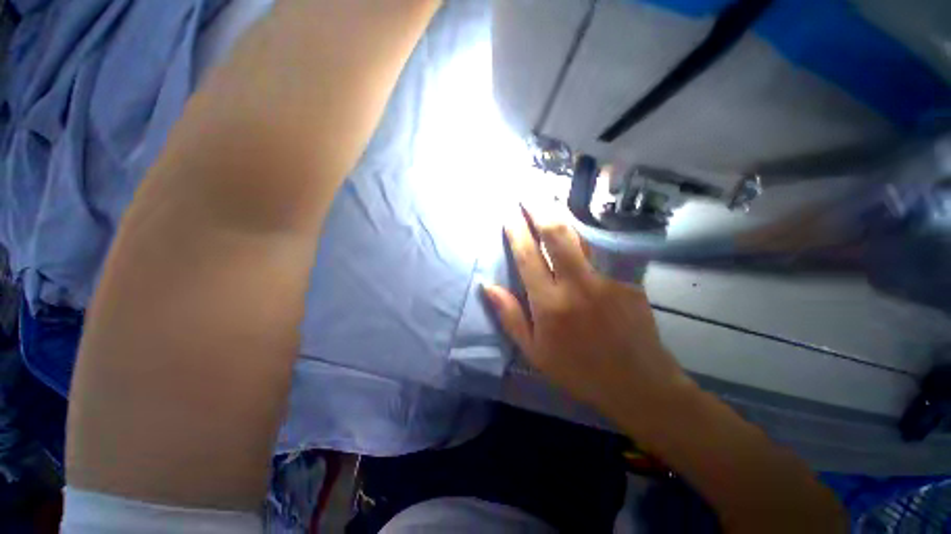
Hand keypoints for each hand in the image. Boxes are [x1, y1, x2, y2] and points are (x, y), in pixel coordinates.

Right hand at [483, 206, 691, 421]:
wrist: (639, 385)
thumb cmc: (578, 372)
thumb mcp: (534, 352)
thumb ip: (510, 316)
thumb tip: (488, 286)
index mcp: (550, 304)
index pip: (528, 257)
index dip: (517, 232)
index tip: (509, 213)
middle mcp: (578, 285)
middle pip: (557, 236)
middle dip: (540, 209)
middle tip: (529, 193)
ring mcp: (607, 281)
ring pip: (580, 241)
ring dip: (562, 221)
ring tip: (550, 205)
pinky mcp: (628, 283)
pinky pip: (599, 264)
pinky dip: (585, 260)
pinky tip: (583, 269)